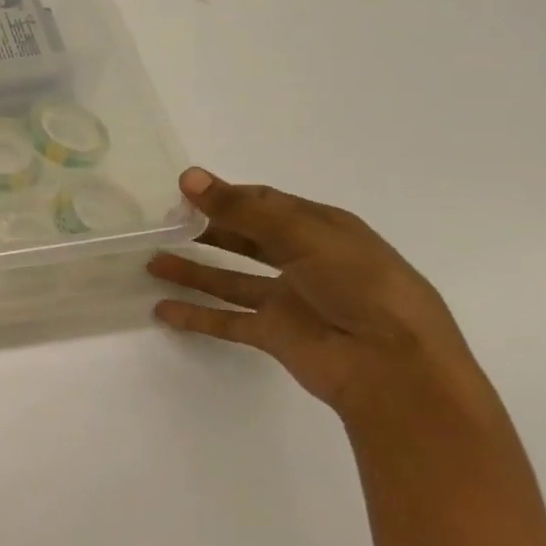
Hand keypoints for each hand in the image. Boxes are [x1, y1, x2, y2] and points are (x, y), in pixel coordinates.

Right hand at [148, 168, 491, 425]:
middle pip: (246, 238)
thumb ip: (242, 210)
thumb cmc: (360, 287)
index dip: (226, 195)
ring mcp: (289, 300)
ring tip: (151, 261)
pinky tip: (163, 309)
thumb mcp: (304, 236)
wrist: (394, 368)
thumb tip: (188, 177)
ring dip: (193, 270)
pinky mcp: (276, 335)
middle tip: (162, 223)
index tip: (182, 191)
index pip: (266, 203)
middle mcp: (305, 261)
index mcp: (323, 229)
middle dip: (207, 229)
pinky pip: (228, 320)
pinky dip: (197, 315)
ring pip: (230, 278)